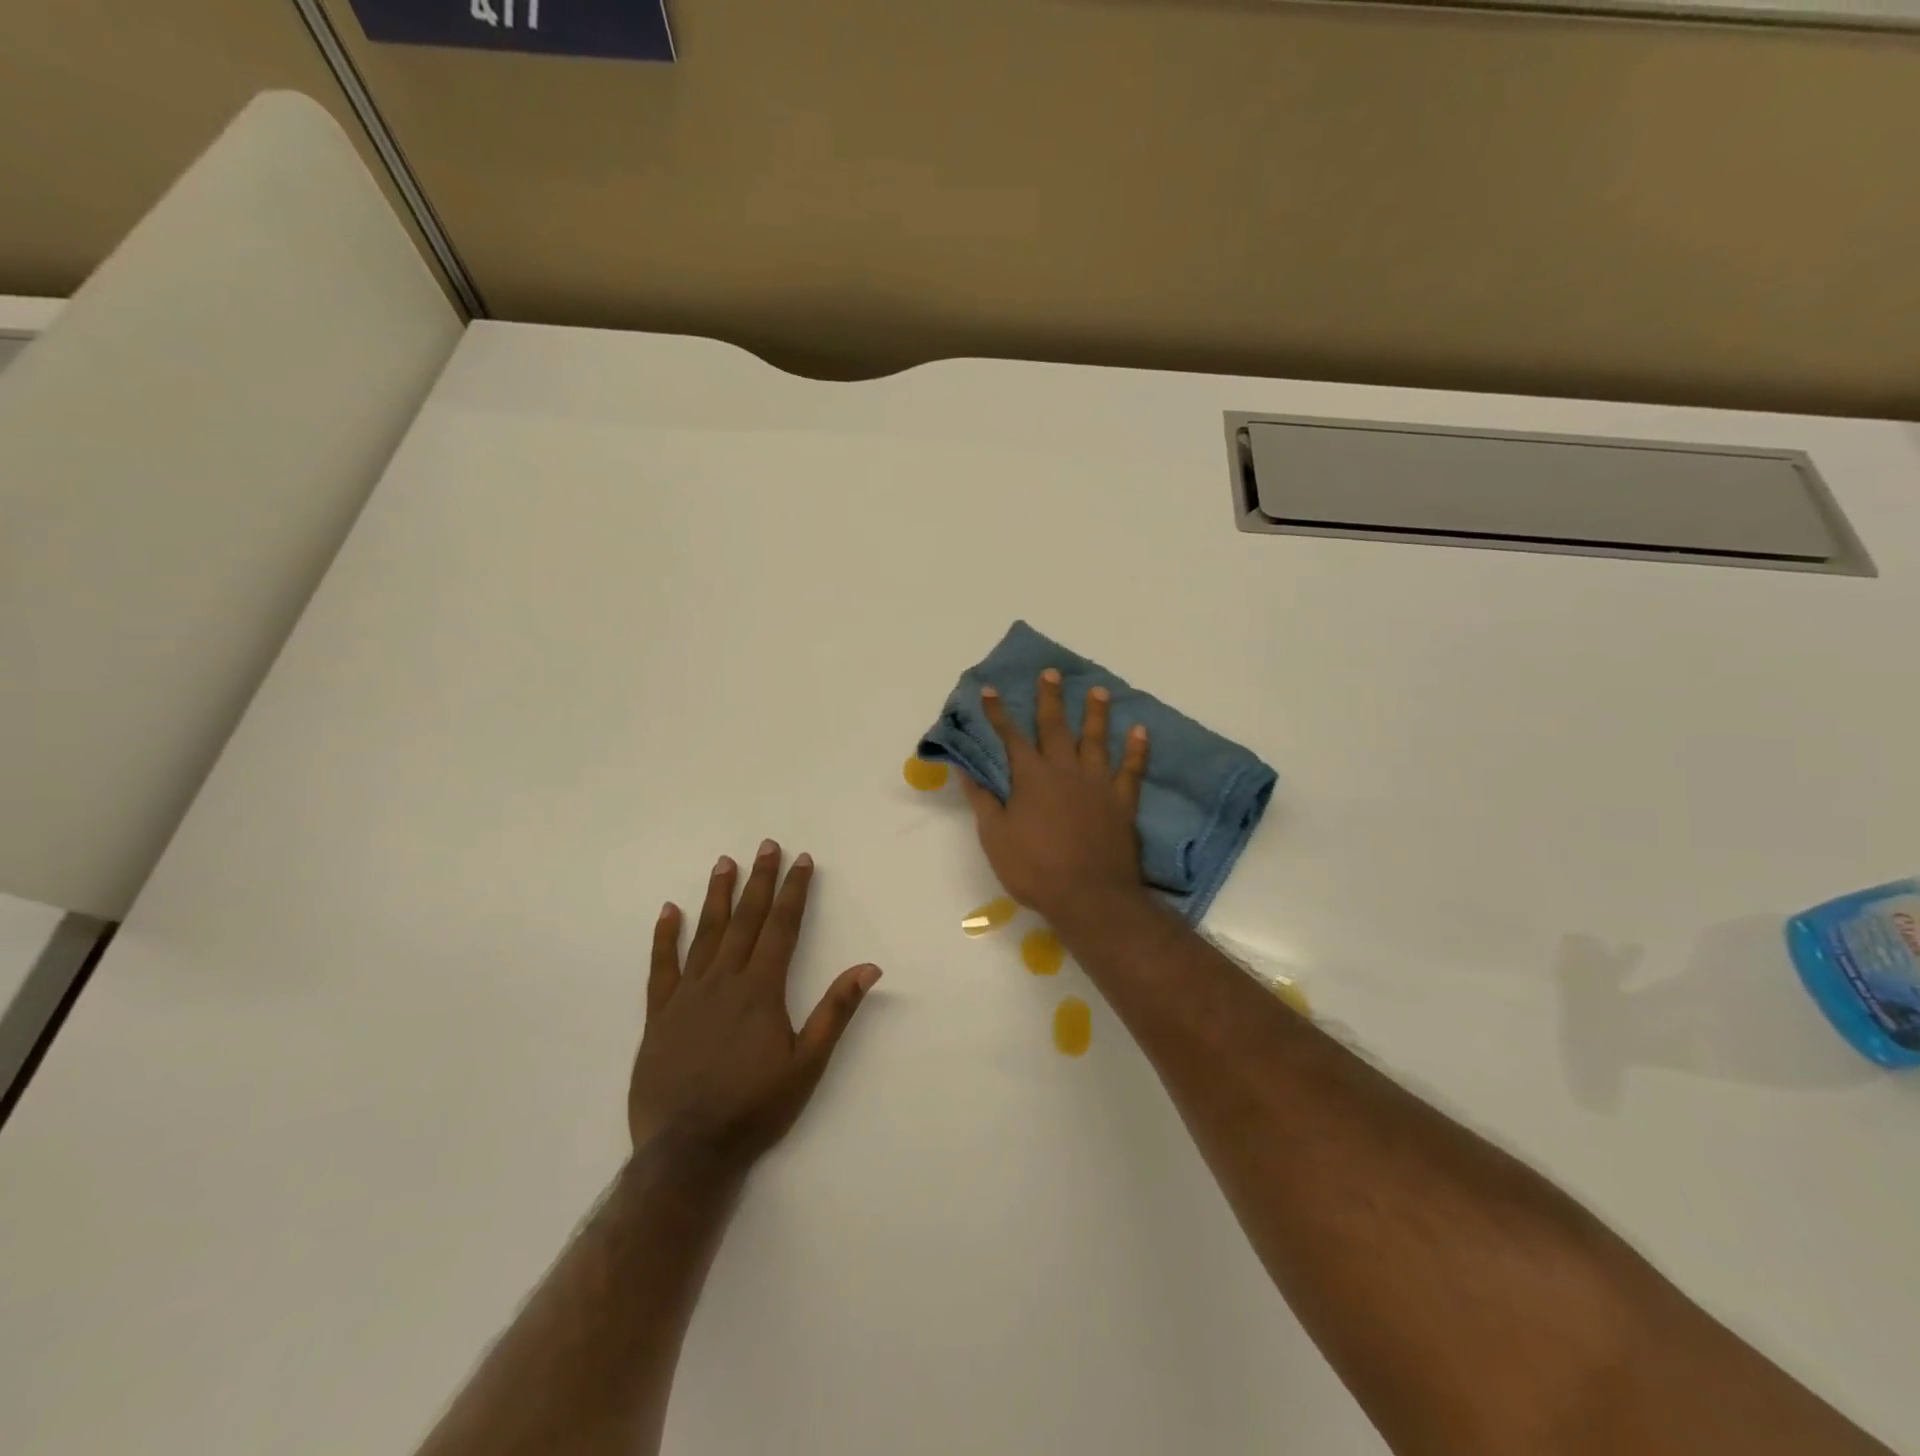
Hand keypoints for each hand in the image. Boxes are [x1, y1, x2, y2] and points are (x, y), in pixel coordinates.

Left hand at [630, 841, 880, 1168]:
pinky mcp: (658, 1014)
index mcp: (761, 990)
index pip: (781, 927)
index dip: (793, 891)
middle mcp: (724, 980)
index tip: (801, 860)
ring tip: (725, 863)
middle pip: (746, 920)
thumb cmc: (755, 1107)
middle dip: (760, 880)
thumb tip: (869, 967)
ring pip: (705, 933)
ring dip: (717, 896)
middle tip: (767, 846)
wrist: (687, 1150)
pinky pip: (661, 966)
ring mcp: (687, 995)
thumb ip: (836, 1011)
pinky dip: (665, 936)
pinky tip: (669, 910)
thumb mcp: (808, 1064)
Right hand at [961, 668, 1150, 924]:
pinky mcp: (1122, 801)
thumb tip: (965, 768)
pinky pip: (1132, 769)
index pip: (1010, 737)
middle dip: (1050, 699)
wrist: (1088, 896)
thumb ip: (982, 799)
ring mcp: (1097, 784)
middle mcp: (1064, 770)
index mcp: (1031, 777)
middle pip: (1055, 727)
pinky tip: (1141, 731)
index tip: (990, 690)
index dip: (998, 713)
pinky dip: (1137, 750)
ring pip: (1096, 739)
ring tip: (1098, 690)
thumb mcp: (995, 836)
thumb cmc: (1034, 868)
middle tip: (1051, 673)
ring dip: (1096, 713)